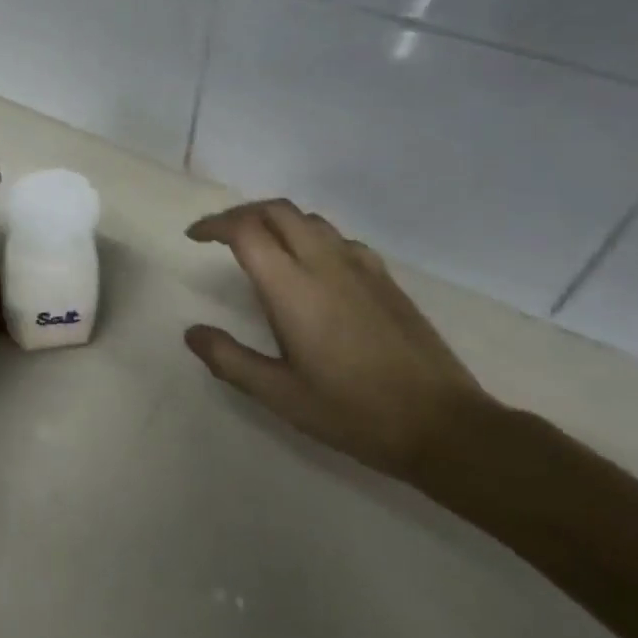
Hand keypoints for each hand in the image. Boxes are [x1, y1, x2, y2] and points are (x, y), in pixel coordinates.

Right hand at [184, 200, 492, 481]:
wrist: (445, 426)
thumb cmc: (353, 411)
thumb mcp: (280, 394)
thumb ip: (230, 360)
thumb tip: (193, 333)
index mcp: (293, 288)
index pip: (246, 230)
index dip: (214, 225)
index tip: (194, 238)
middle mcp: (325, 264)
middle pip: (277, 211)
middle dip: (242, 214)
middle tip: (220, 235)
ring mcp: (361, 268)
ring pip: (310, 220)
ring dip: (276, 220)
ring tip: (259, 244)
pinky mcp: (386, 280)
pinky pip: (339, 238)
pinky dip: (310, 236)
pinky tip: (311, 266)